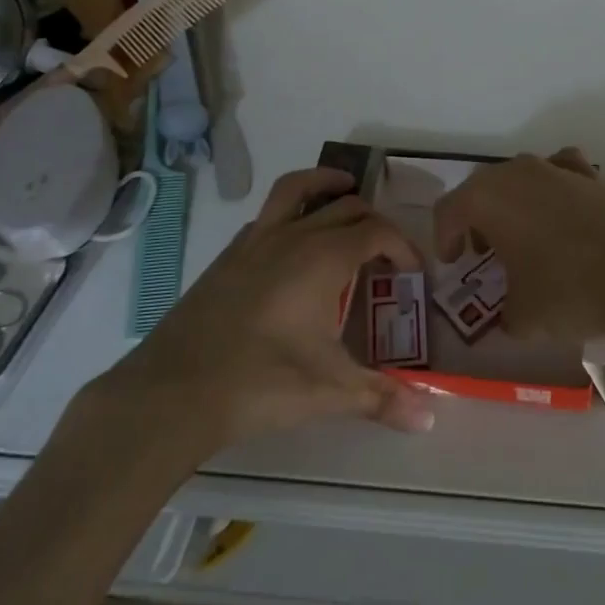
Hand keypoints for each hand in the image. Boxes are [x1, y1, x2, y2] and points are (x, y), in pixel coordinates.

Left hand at [89, 168, 433, 451]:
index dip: (403, 247)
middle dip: (374, 221)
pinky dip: (290, 213)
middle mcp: (293, 236)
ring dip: (326, 184)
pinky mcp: (228, 256)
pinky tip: (291, 243)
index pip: (377, 232)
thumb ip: (383, 398)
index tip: (414, 274)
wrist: (174, 391)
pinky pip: (267, 216)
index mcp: (324, 258)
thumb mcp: (330, 391)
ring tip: (344, 189)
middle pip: (345, 206)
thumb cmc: (262, 382)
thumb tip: (430, 419)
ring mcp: (255, 241)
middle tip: (386, 251)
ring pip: (297, 190)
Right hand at [433, 147, 604, 349]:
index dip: (444, 238)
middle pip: (483, 190)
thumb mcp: (525, 317)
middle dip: (478, 221)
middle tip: (484, 253)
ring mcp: (559, 169)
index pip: (448, 210)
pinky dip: (555, 197)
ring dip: (515, 207)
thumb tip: (509, 317)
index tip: (454, 263)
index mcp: (487, 198)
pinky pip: (561, 180)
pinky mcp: (596, 177)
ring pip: (522, 182)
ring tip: (525, 242)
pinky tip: (565, 223)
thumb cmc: (572, 290)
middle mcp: (518, 172)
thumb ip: (505, 315)